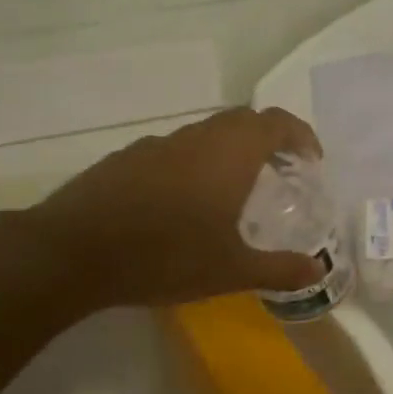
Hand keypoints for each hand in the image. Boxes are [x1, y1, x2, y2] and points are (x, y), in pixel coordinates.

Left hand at [29, 107, 326, 312]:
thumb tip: (318, 272)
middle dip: (268, 140)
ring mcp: (157, 145)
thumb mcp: (230, 271)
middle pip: (242, 121)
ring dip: (230, 151)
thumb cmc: (165, 256)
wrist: (73, 251)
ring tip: (236, 190)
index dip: (300, 135)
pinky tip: (184, 203)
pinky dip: (195, 163)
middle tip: (281, 172)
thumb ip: (279, 269)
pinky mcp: (127, 158)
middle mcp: (196, 138)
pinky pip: (175, 150)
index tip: (311, 160)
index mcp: (229, 154)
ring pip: (206, 134)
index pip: (275, 123)